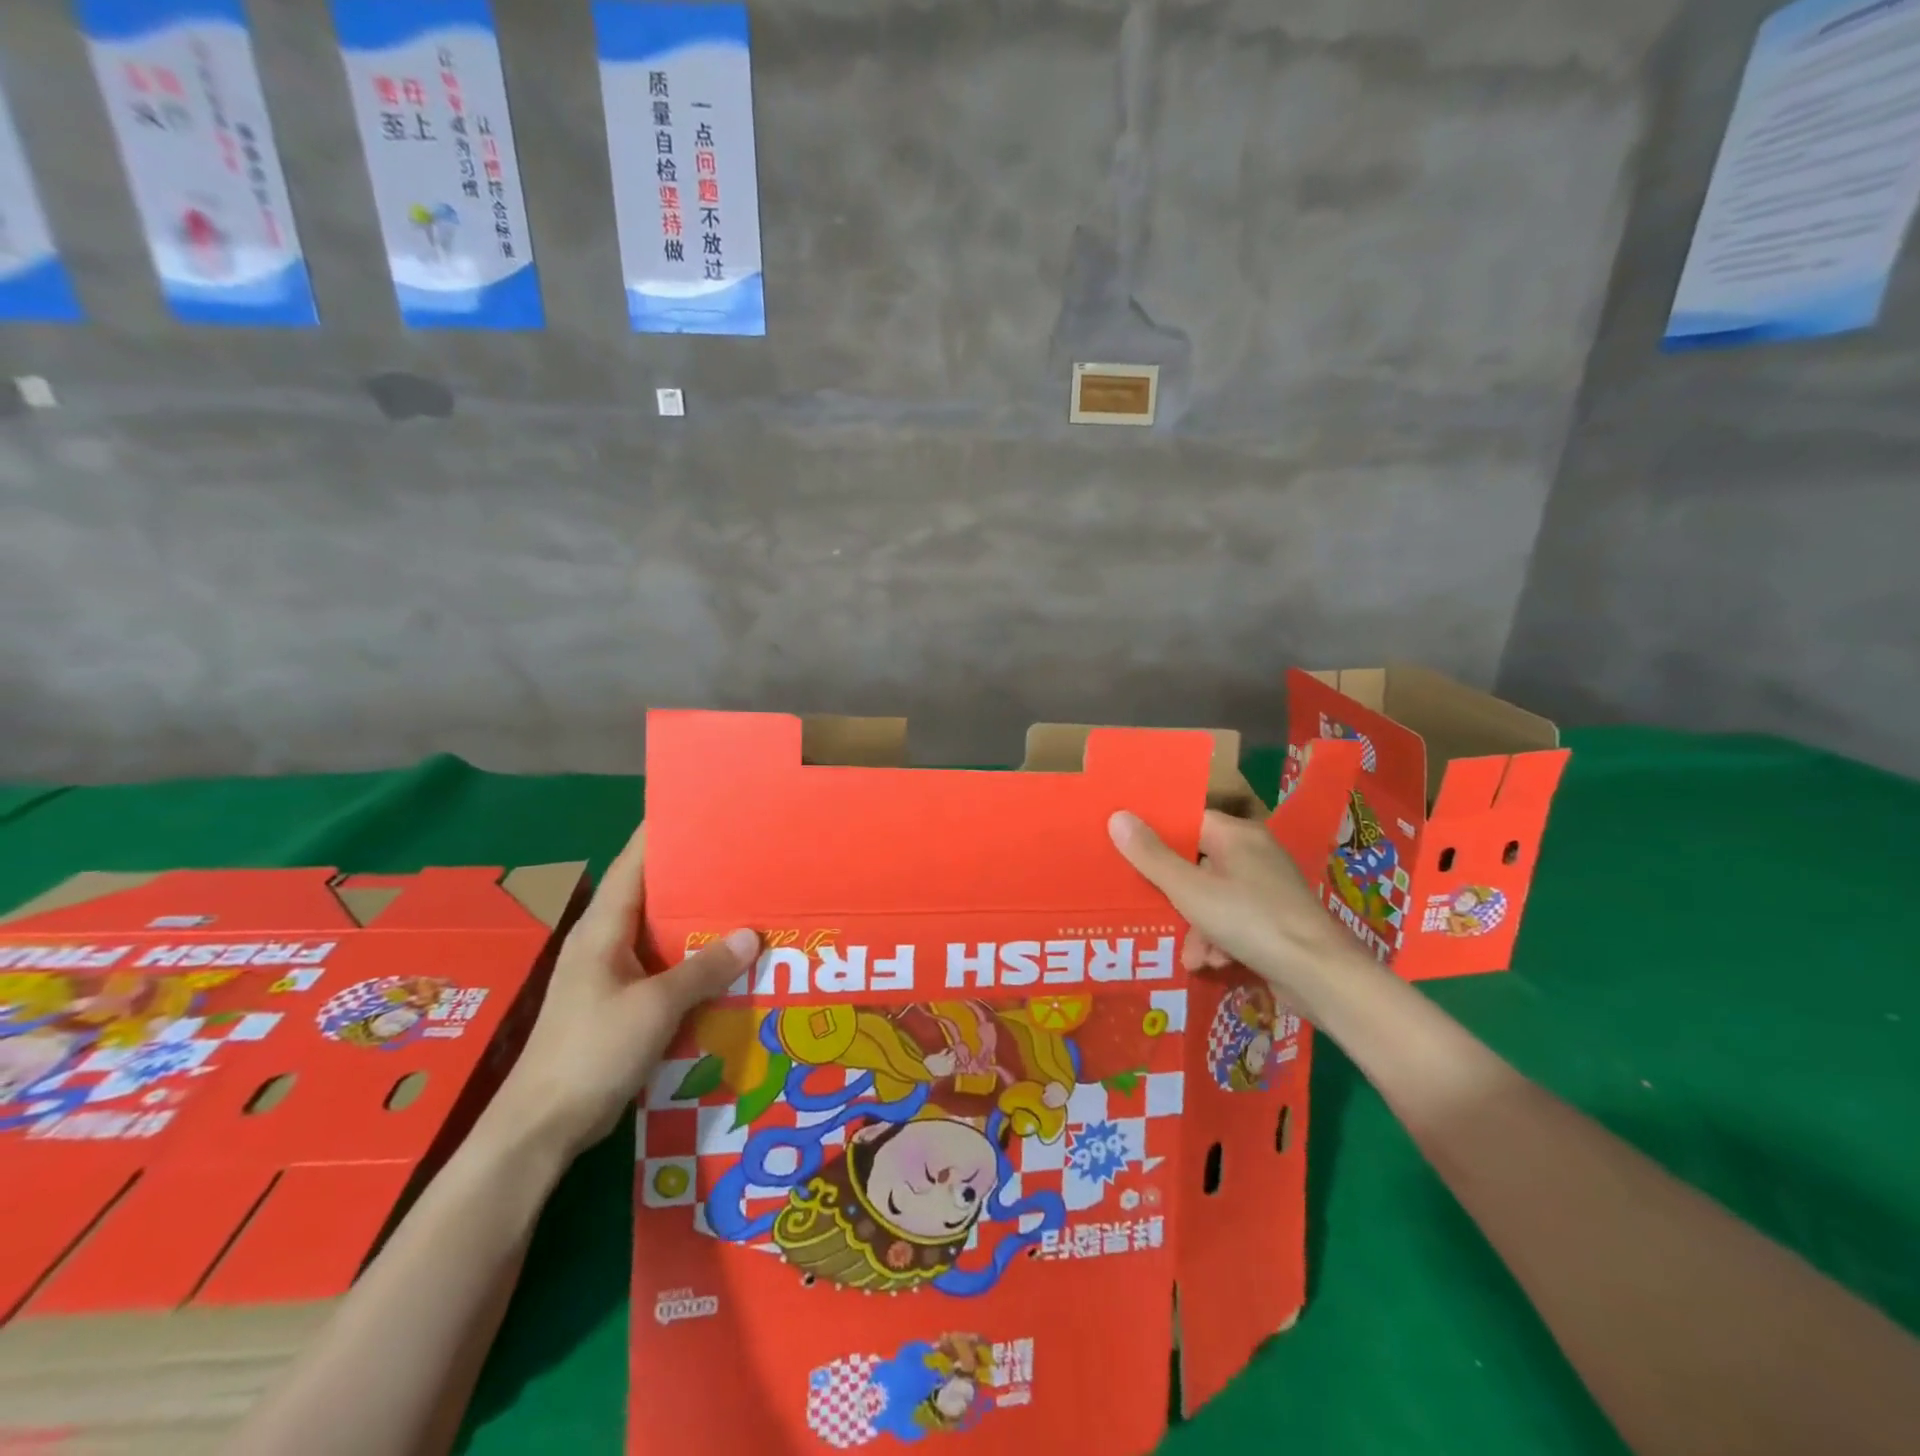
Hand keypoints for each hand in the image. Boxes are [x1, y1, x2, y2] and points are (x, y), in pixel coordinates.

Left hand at [489, 823, 759, 1159]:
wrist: (542, 1127)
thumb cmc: (591, 1052)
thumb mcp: (656, 1006)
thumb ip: (705, 968)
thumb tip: (753, 934)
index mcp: (604, 926)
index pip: (636, 861)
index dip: (666, 832)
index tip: (705, 808)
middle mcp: (605, 940)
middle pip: (654, 892)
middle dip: (697, 875)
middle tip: (745, 857)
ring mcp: (611, 973)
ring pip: (662, 932)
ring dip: (698, 921)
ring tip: (747, 903)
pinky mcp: (621, 1003)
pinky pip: (664, 966)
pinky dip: (693, 959)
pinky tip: (727, 962)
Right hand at [1108, 808, 1367, 1004]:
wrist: (1320, 975)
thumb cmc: (1250, 921)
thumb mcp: (1190, 890)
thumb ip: (1151, 856)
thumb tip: (1117, 816)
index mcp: (1237, 835)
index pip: (1188, 821)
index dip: (1158, 837)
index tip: (1130, 854)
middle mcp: (1255, 853)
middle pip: (1197, 862)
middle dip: (1175, 895)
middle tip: (1154, 911)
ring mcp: (1268, 887)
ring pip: (1213, 896)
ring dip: (1196, 926)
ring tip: (1192, 955)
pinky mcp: (1276, 918)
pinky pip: (1234, 918)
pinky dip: (1219, 938)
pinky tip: (1213, 963)